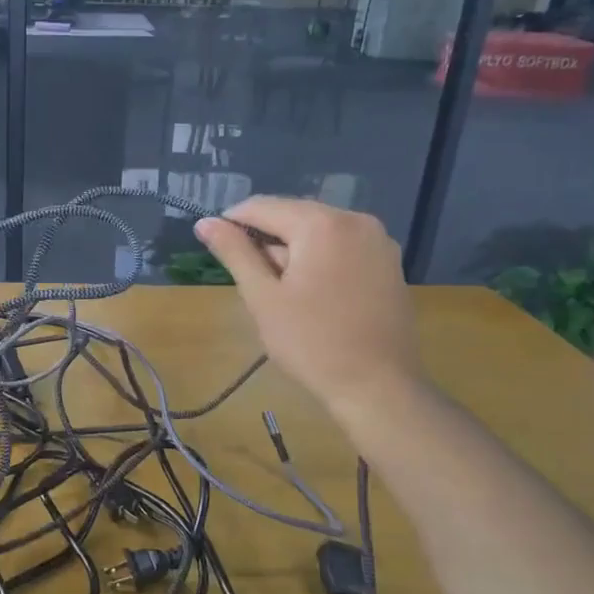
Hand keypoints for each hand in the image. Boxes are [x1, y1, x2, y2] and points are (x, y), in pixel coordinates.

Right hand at [193, 197, 422, 422]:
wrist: (378, 387)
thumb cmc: (311, 343)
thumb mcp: (263, 297)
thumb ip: (235, 253)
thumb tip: (204, 222)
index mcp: (322, 224)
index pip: (263, 207)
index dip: (232, 223)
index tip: (215, 248)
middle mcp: (356, 219)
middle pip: (293, 215)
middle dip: (266, 240)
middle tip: (251, 280)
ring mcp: (378, 240)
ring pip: (318, 231)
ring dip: (292, 251)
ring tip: (281, 292)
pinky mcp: (389, 262)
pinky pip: (341, 246)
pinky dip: (318, 259)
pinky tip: (312, 294)